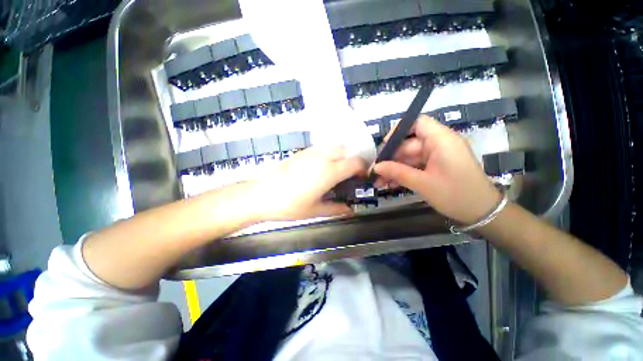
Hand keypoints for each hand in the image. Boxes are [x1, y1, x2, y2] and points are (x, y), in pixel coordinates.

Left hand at [247, 146, 365, 220]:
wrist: (261, 195)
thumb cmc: (290, 205)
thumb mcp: (315, 210)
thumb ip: (335, 209)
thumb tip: (349, 210)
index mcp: (329, 172)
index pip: (355, 163)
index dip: (363, 169)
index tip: (361, 178)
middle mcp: (322, 157)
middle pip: (345, 149)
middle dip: (350, 160)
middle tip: (346, 175)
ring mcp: (310, 153)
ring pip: (332, 146)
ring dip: (338, 156)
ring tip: (333, 172)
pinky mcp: (300, 152)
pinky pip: (320, 149)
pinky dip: (326, 155)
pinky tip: (318, 169)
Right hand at [373, 115, 500, 223]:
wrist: (481, 213)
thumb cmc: (455, 195)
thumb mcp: (422, 183)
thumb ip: (397, 172)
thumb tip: (376, 167)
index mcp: (441, 140)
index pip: (418, 123)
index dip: (399, 131)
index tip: (384, 147)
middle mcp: (439, 144)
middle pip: (408, 144)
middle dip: (390, 159)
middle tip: (375, 173)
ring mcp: (437, 156)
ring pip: (409, 157)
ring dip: (394, 169)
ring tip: (379, 182)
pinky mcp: (436, 166)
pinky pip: (415, 165)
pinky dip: (403, 173)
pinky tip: (391, 184)